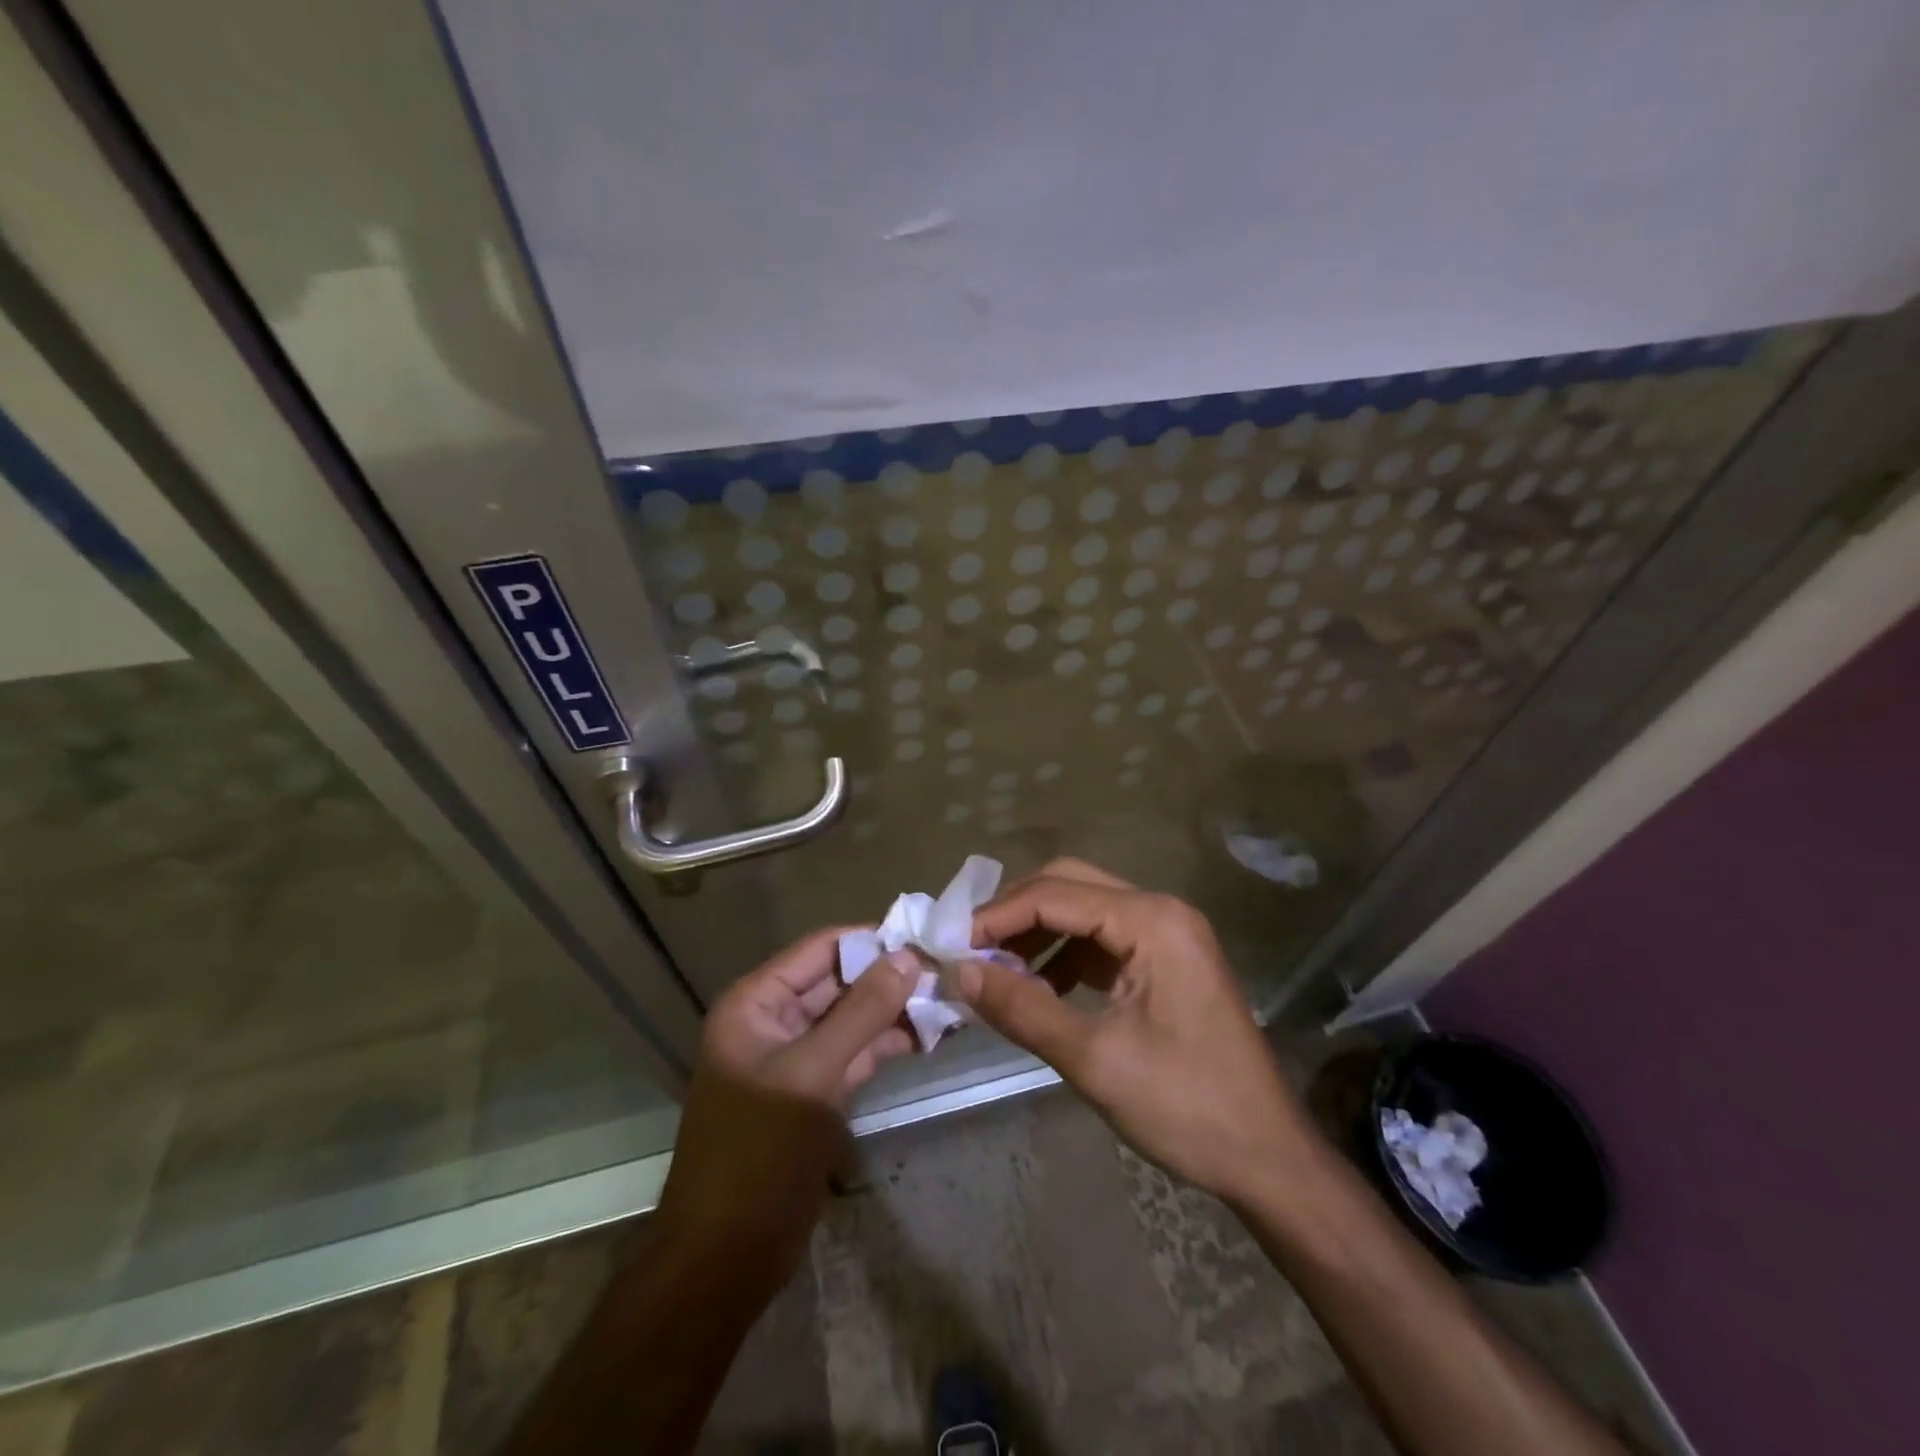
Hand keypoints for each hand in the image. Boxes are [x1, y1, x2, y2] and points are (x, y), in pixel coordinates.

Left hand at [652, 926, 917, 1290]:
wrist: (725, 1259)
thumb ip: (862, 1012)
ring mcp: (796, 1058)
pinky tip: (928, 1036)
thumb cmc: (758, 1153)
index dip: (870, 940)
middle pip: (838, 982)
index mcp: (756, 1003)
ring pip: (851, 1018)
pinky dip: (887, 1043)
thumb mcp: (813, 1074)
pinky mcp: (814, 1092)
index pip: (820, 950)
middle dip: (889, 977)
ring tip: (949, 1000)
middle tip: (948, 970)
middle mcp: (773, 1021)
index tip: (925, 935)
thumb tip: (908, 956)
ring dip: (894, 1010)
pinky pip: (854, 1052)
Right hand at [955, 859, 1322, 1208]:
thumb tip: (961, 972)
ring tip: (995, 970)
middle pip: (1069, 886)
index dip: (997, 915)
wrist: (1268, 1158)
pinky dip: (1064, 956)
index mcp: (1151, 921)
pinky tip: (1038, 988)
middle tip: (970, 949)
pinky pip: (1102, 939)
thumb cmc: (1186, 1107)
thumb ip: (1024, 1008)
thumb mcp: (1094, 1059)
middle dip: (1015, 914)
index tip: (951, 946)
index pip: (1055, 895)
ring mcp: (1167, 934)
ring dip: (1038, 934)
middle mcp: (1160, 911)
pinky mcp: (1166, 960)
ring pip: (1084, 910)